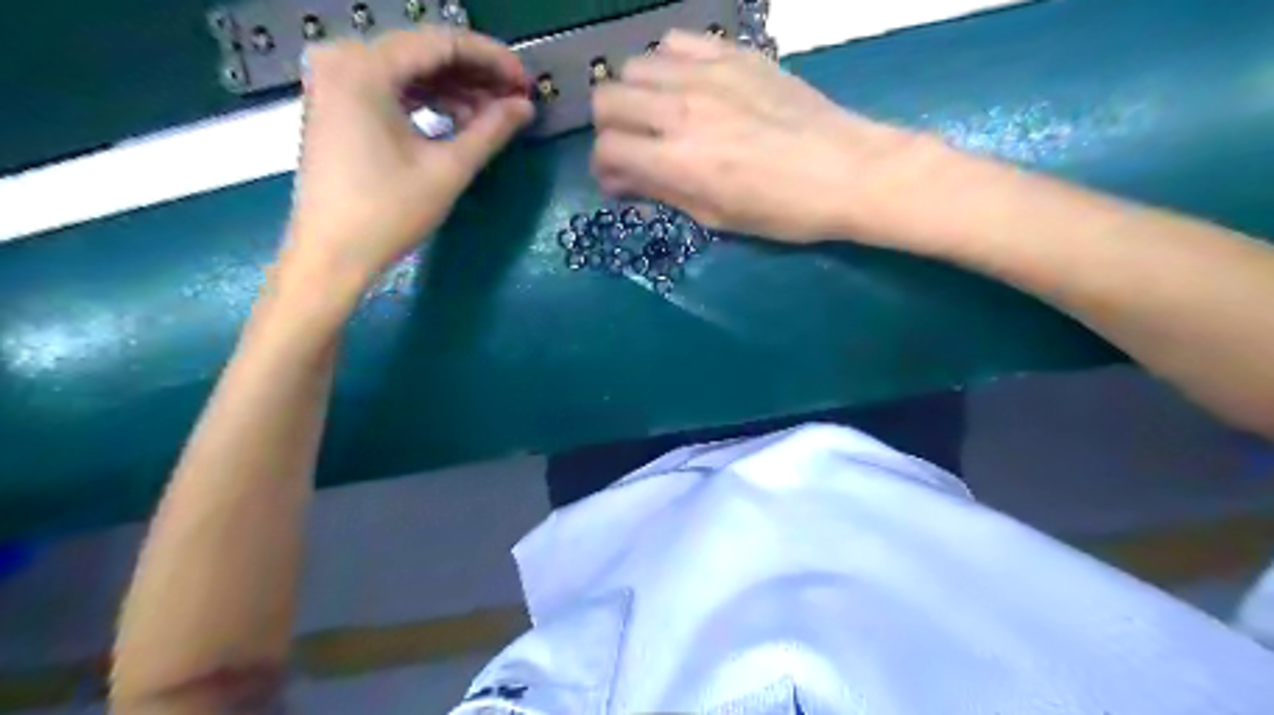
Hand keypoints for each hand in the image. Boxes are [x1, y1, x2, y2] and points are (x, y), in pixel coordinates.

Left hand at [281, 28, 532, 285]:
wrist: (331, 254)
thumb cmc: (387, 213)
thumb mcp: (447, 170)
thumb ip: (490, 131)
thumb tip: (525, 107)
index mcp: (365, 67)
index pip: (442, 42)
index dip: (492, 60)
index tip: (526, 84)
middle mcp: (343, 59)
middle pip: (424, 52)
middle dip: (475, 75)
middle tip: (515, 100)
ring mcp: (335, 81)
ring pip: (410, 70)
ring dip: (455, 89)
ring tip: (494, 116)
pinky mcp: (337, 104)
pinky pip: (392, 88)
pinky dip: (428, 101)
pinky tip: (459, 121)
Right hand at [591, 30, 932, 243]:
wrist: (846, 170)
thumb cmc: (782, 210)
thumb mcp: (716, 217)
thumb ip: (663, 192)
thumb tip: (624, 180)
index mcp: (678, 160)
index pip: (607, 149)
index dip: (605, 168)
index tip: (621, 180)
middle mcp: (681, 109)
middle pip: (607, 98)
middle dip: (610, 128)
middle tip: (634, 145)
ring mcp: (707, 74)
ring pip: (634, 65)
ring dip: (635, 93)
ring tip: (659, 113)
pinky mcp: (733, 54)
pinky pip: (676, 42)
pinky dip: (668, 63)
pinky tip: (687, 85)